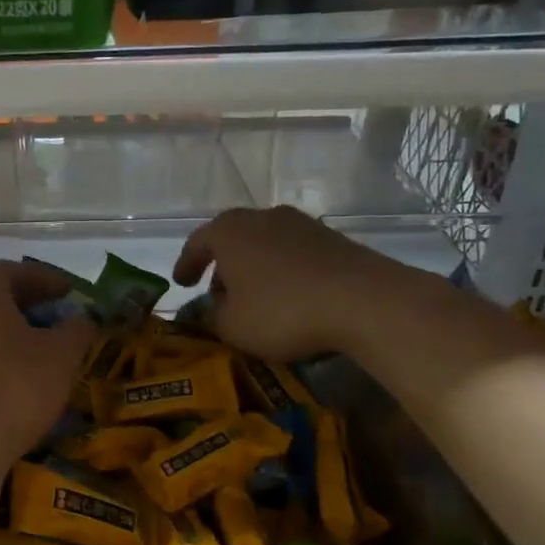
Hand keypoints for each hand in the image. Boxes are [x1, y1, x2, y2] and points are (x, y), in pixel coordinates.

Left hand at [0, 260, 92, 474]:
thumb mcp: (62, 357)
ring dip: (5, 339)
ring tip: (34, 359)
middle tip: (53, 324)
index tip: (65, 292)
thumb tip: (82, 318)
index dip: (38, 276)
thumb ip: (76, 330)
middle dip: (23, 308)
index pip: (6, 270)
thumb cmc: (15, 390)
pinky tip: (7, 390)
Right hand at [173, 207, 372, 362]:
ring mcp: (300, 223)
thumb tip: (208, 310)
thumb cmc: (282, 311)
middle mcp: (261, 217)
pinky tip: (289, 295)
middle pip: (232, 238)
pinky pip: (293, 253)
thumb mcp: (233, 326)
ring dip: (254, 267)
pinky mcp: (332, 238)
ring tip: (254, 296)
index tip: (181, 284)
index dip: (186, 265)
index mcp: (228, 231)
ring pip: (264, 244)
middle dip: (222, 266)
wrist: (363, 300)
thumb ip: (211, 316)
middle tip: (217, 293)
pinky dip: (283, 271)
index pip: (196, 243)